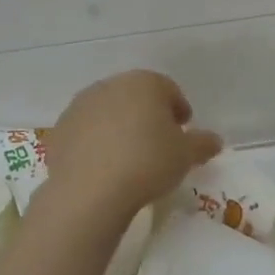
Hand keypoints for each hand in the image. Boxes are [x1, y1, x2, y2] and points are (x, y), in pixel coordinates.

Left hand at [44, 71, 222, 218]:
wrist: (90, 191)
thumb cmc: (147, 163)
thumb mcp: (186, 156)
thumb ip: (203, 144)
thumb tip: (214, 140)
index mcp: (144, 83)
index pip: (168, 89)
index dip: (179, 109)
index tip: (184, 131)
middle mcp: (110, 86)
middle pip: (136, 97)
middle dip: (148, 115)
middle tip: (158, 143)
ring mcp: (80, 106)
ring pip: (108, 112)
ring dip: (120, 127)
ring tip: (129, 157)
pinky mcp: (59, 129)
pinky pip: (86, 132)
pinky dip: (96, 142)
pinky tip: (104, 166)